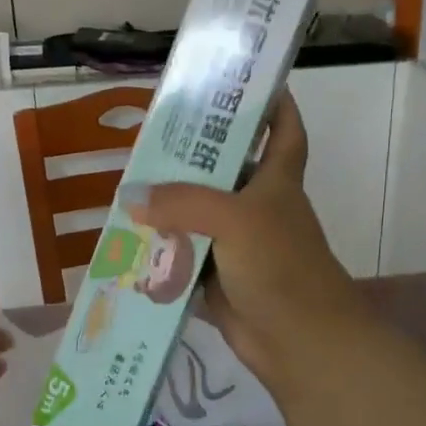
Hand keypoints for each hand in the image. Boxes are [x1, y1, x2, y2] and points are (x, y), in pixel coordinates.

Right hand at [129, 91, 366, 392]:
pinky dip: (160, 251)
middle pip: (224, 170)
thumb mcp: (236, 219)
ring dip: (167, 206)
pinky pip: (183, 256)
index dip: (272, 103)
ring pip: (197, 215)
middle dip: (191, 155)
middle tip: (149, 136)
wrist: (299, 342)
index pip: (284, 130)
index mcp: (276, 180)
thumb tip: (132, 199)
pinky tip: (127, 240)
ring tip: (126, 185)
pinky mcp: (216, 278)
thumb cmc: (280, 265)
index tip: (241, 83)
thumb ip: (183, 202)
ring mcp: (236, 244)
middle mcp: (256, 206)